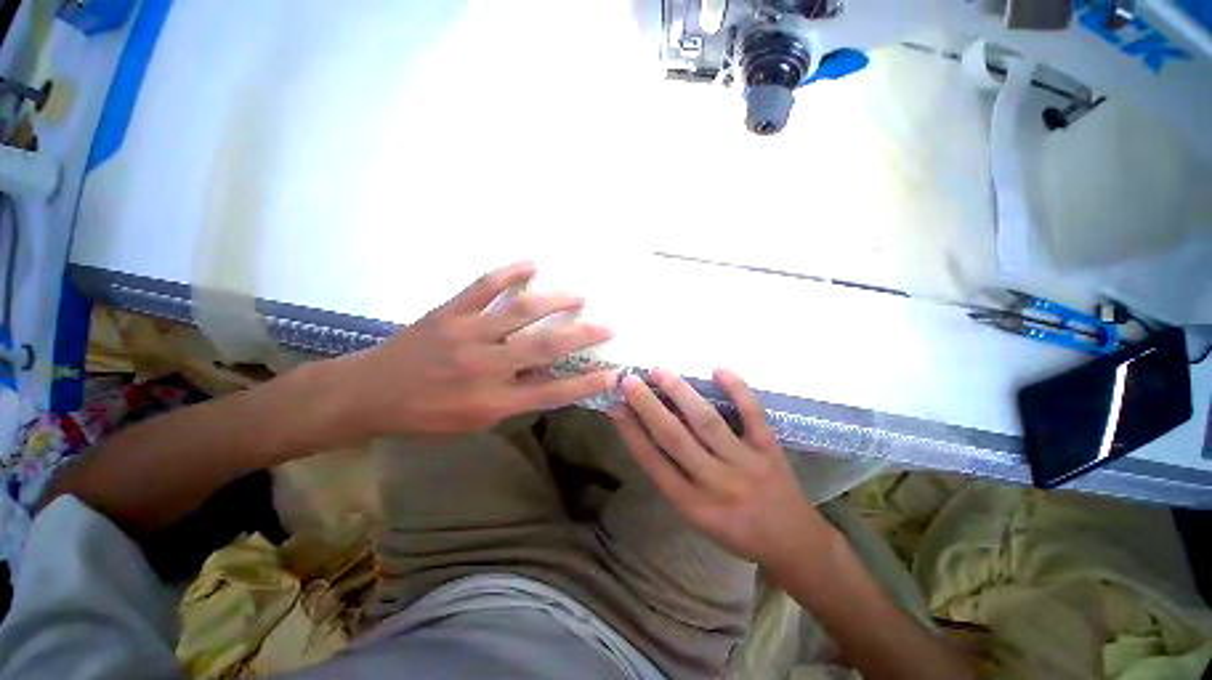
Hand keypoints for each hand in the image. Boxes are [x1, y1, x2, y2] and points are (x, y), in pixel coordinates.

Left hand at [337, 262, 616, 435]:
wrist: (368, 394)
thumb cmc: (426, 415)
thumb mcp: (474, 421)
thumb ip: (513, 399)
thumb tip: (545, 374)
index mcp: (493, 400)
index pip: (552, 391)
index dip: (586, 383)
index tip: (612, 373)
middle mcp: (485, 366)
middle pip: (545, 347)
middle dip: (582, 336)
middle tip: (607, 326)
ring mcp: (467, 334)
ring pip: (520, 312)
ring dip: (555, 301)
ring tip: (578, 296)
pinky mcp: (449, 312)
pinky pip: (483, 287)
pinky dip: (509, 273)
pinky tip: (531, 264)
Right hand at [610, 368, 835, 568]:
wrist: (793, 544)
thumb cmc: (735, 530)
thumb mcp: (695, 514)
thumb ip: (672, 476)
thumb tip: (646, 430)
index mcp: (691, 504)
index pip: (652, 461)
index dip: (630, 431)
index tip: (614, 405)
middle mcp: (715, 483)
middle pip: (674, 438)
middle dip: (648, 406)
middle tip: (629, 380)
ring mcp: (745, 463)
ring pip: (706, 422)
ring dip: (680, 393)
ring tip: (660, 370)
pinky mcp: (769, 449)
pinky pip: (752, 414)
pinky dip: (737, 389)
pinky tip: (718, 369)